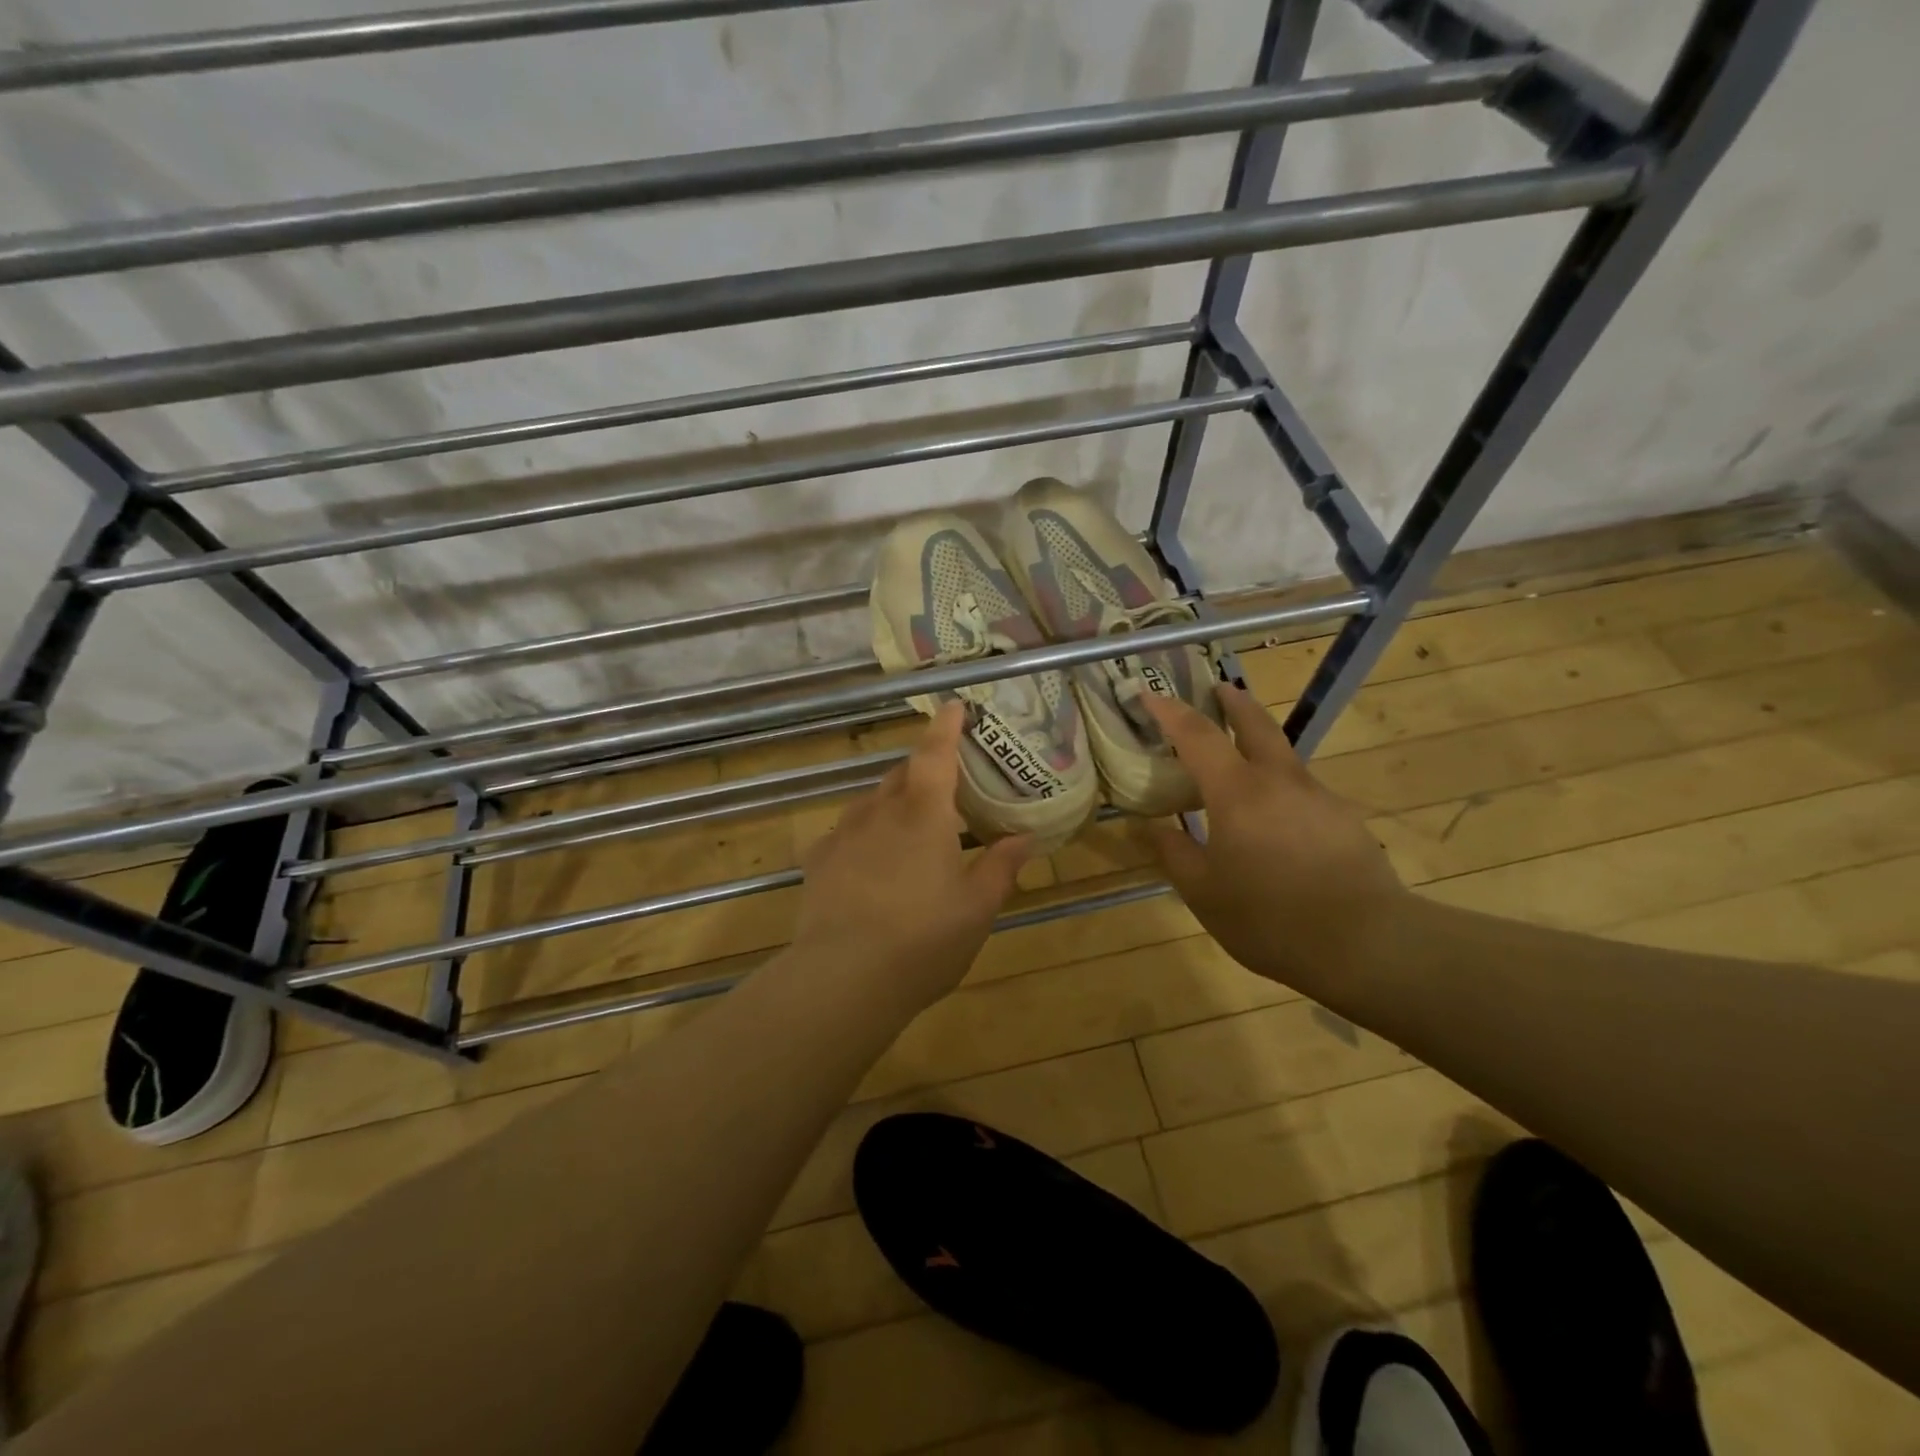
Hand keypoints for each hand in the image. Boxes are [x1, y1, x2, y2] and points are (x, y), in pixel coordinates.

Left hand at [794, 702, 1031, 1008]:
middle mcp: (880, 811)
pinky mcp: (818, 860)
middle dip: (924, 772)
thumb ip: (1000, 867)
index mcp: (924, 813)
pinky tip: (871, 863)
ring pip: (872, 802)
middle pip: (902, 774)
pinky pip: (847, 833)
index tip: (955, 707)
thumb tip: (1025, 838)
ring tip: (910, 830)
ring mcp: (844, 833)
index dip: (947, 726)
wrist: (842, 978)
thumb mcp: (976, 908)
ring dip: (894, 804)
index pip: (936, 753)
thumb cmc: (923, 939)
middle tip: (946, 790)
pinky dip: (865, 835)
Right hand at [1140, 685, 1408, 994]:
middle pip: (1255, 724)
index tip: (1149, 694)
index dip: (1169, 711)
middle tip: (1217, 688)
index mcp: (1237, 792)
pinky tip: (1276, 825)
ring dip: (1258, 747)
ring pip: (1282, 758)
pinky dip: (1280, 790)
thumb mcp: (1203, 893)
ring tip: (1239, 771)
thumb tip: (1150, 826)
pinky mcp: (1344, 820)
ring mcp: (1318, 797)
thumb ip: (1174, 853)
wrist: (1367, 945)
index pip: (1197, 736)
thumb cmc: (1270, 917)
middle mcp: (1279, 781)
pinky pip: (1302, 792)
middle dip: (1233, 702)